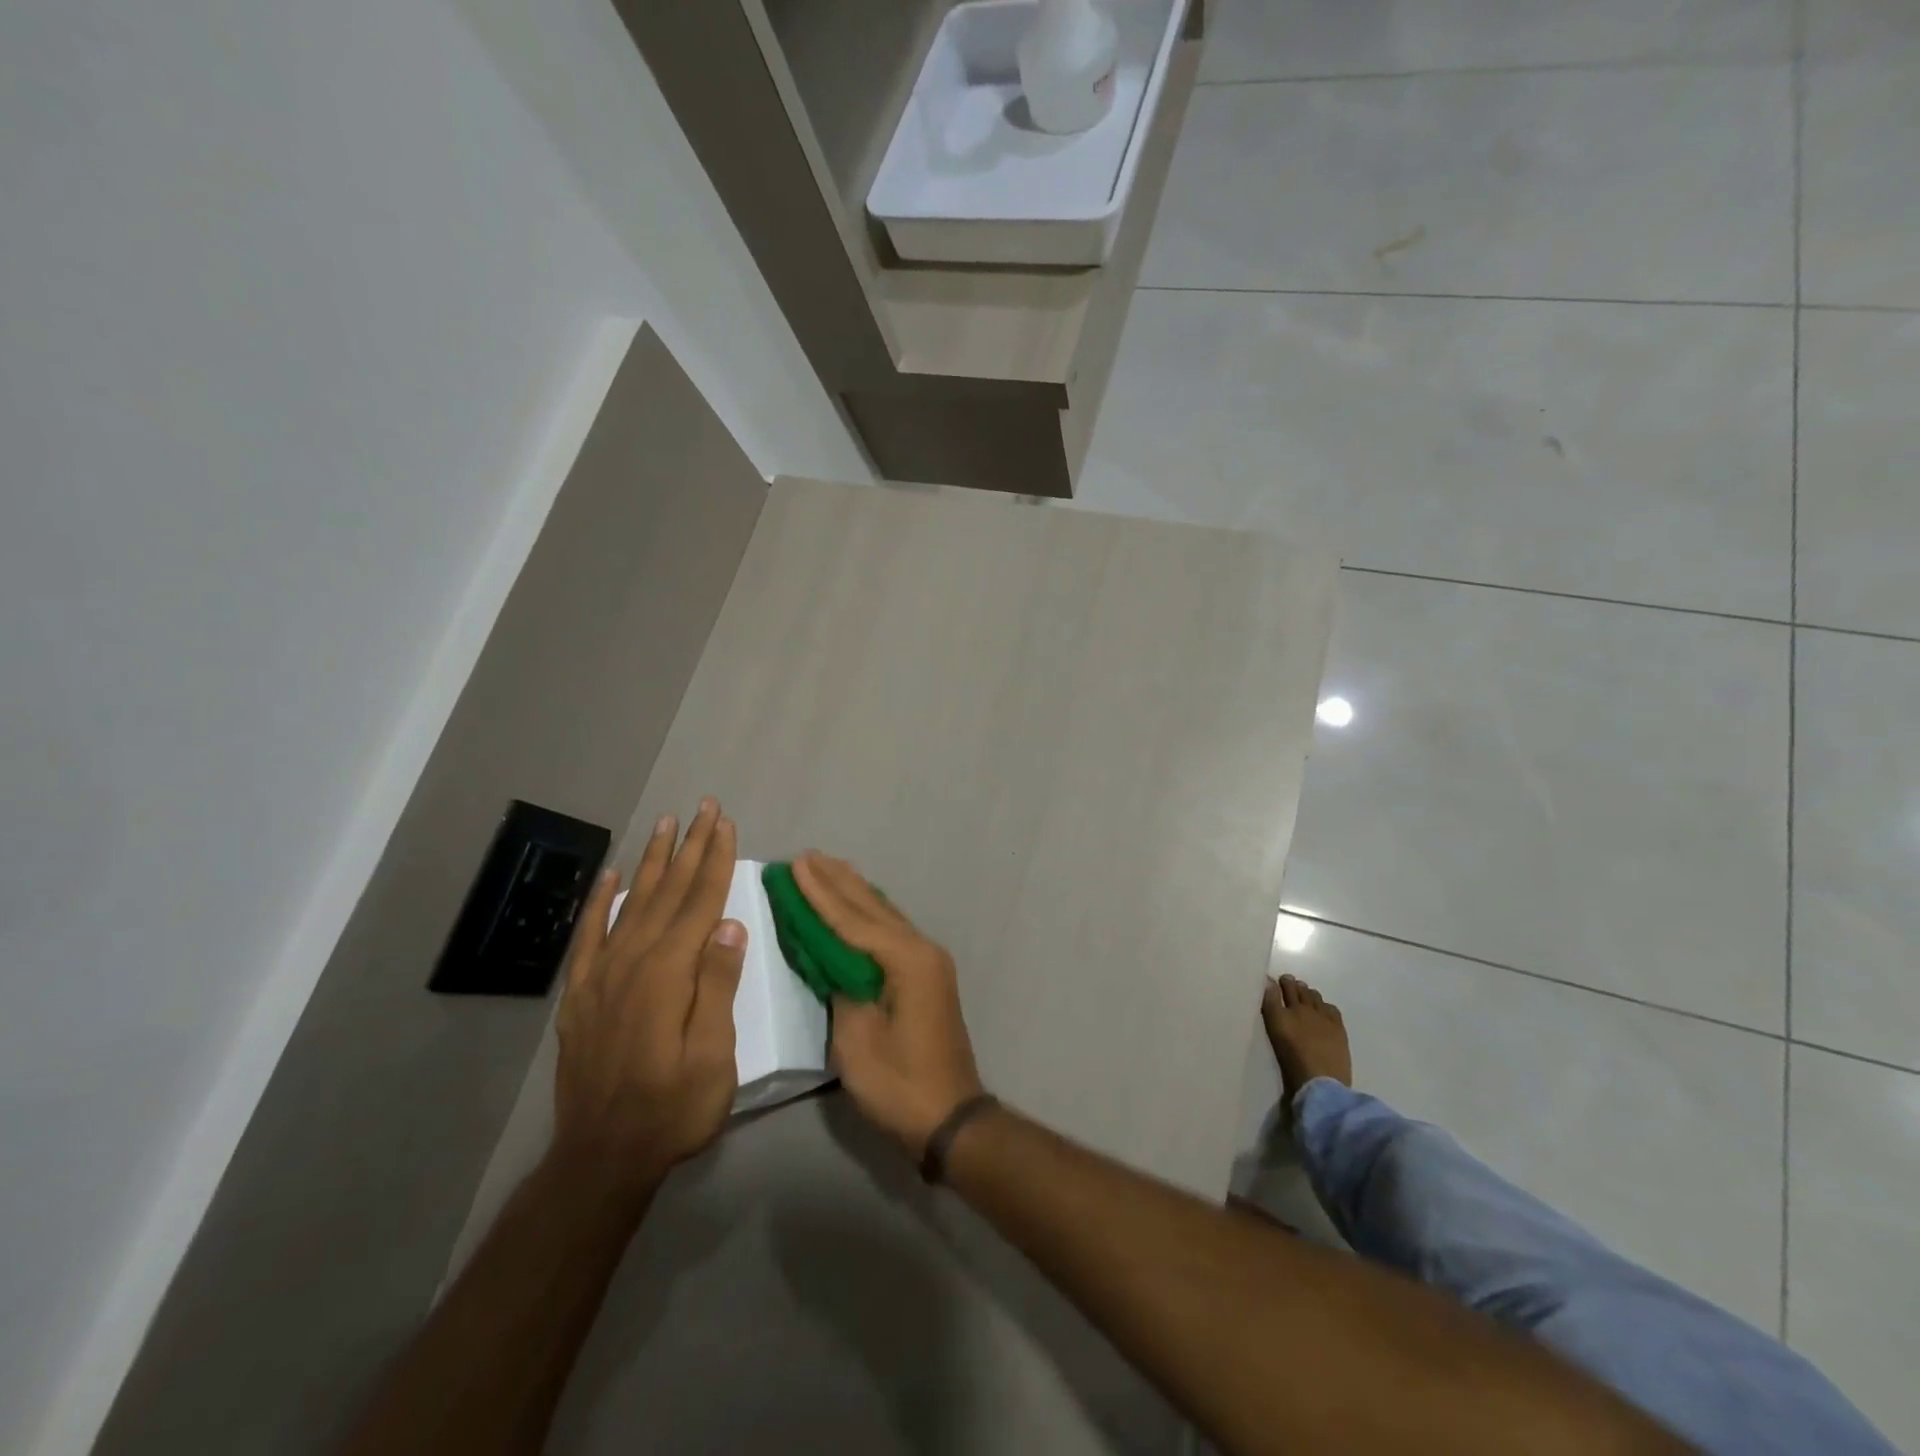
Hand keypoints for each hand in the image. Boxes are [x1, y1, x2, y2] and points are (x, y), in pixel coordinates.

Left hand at [552, 798, 744, 1198]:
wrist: (601, 1157)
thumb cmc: (673, 1109)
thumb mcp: (713, 1056)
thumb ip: (717, 986)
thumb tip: (729, 926)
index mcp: (668, 973)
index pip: (699, 903)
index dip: (715, 860)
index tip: (726, 824)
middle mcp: (632, 962)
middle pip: (667, 892)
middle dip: (689, 847)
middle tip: (703, 807)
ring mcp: (601, 976)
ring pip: (631, 903)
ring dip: (652, 861)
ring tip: (665, 824)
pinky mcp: (582, 994)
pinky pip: (590, 935)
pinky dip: (601, 901)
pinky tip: (612, 876)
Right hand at [793, 852, 984, 1158]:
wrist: (950, 1118)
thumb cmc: (900, 1084)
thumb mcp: (857, 1041)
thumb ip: (841, 989)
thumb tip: (832, 960)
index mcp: (906, 960)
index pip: (853, 919)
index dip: (820, 892)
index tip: (796, 864)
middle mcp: (921, 950)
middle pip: (872, 908)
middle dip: (837, 881)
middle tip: (807, 856)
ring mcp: (928, 962)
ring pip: (884, 915)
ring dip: (853, 892)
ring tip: (828, 866)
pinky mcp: (926, 976)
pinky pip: (891, 932)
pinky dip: (868, 915)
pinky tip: (858, 904)